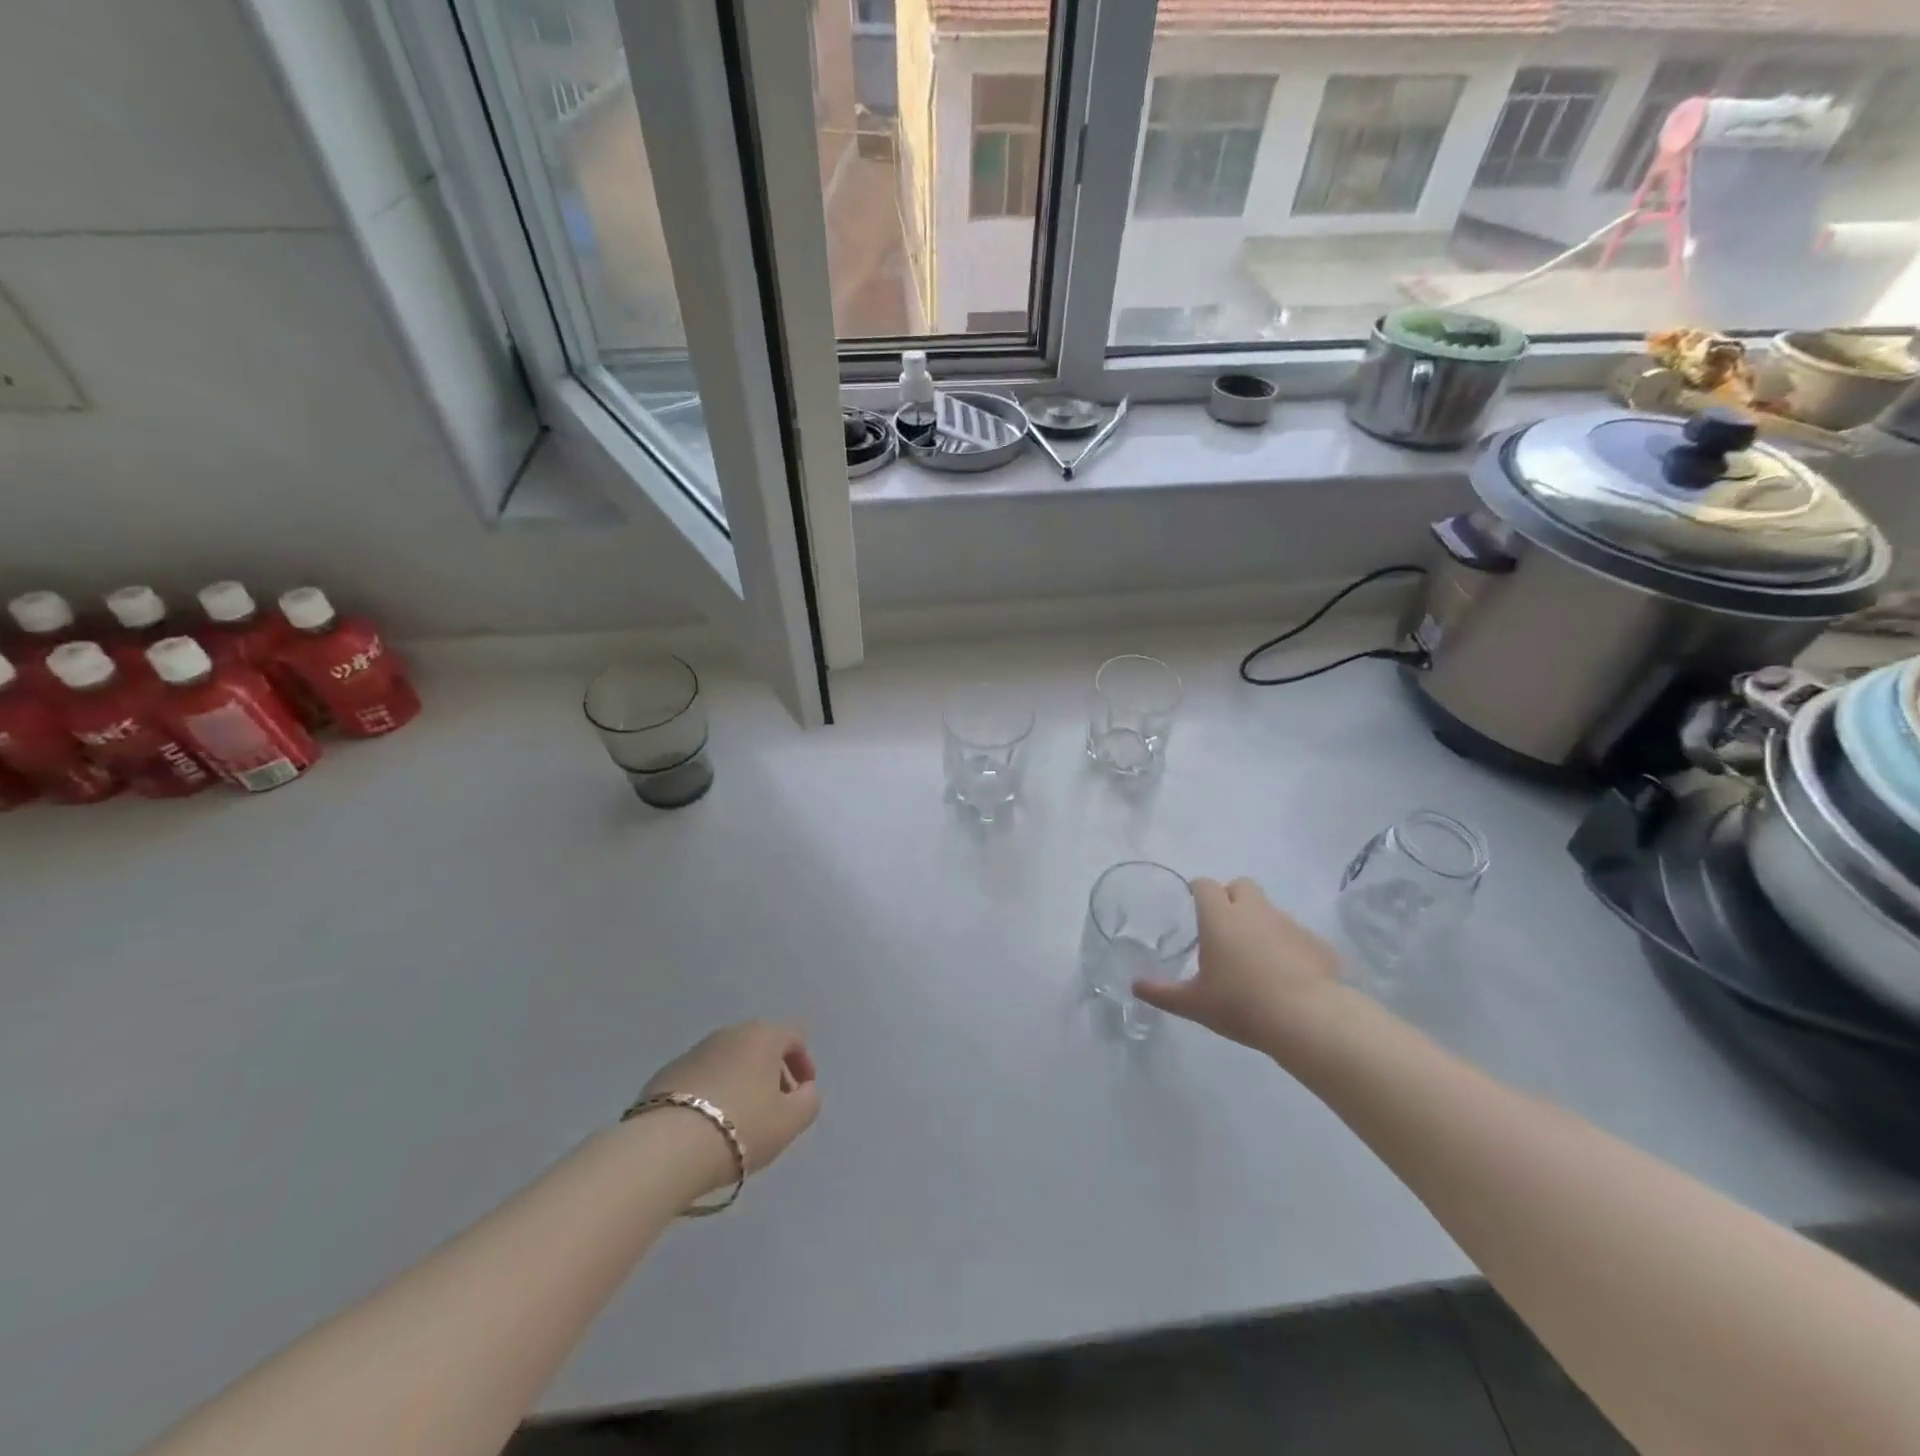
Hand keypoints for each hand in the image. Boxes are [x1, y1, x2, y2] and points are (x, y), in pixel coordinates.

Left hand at [641, 1021, 820, 1186]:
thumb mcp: (789, 1121)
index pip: (793, 1036)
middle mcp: (728, 1033)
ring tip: (742, 1121)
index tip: (803, 1094)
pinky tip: (710, 1125)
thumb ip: (808, 1102)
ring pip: (729, 1061)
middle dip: (773, 1074)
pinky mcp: (666, 1074)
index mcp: (762, 1035)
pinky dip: (713, 1093)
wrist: (666, 1147)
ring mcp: (694, 1051)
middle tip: (776, 1108)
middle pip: (760, 1046)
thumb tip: (805, 1091)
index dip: (804, 1063)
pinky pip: (702, 1078)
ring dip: (742, 1083)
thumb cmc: (741, 1126)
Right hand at [1133, 877, 1343, 1053]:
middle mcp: (1255, 911)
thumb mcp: (1194, 1004)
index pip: (1204, 885)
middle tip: (1224, 928)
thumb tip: (1135, 986)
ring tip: (1255, 957)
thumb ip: (1162, 993)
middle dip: (1232, 898)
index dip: (1196, 891)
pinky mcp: (1317, 943)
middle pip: (1241, 885)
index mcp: (1220, 917)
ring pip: (1270, 910)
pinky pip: (1297, 936)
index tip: (1191, 905)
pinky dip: (1289, 947)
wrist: (1307, 1020)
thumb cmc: (1241, 1005)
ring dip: (1260, 923)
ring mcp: (1289, 924)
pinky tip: (1288, 975)